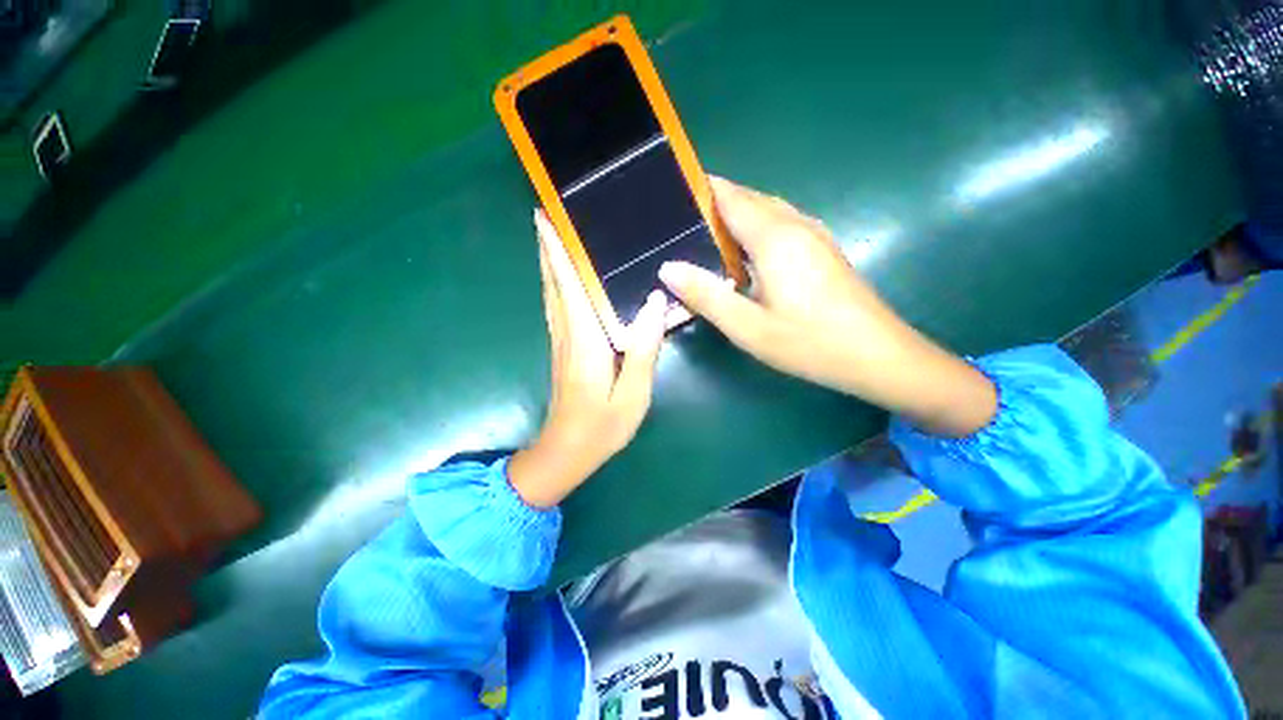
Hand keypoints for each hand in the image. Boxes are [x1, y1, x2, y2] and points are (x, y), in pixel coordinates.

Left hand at [508, 211, 668, 507]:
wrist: (567, 451)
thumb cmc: (602, 426)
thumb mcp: (633, 393)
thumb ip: (644, 348)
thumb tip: (655, 302)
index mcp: (585, 340)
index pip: (569, 285)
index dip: (558, 250)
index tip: (546, 218)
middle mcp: (567, 334)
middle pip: (553, 283)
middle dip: (548, 248)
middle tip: (546, 214)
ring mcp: (561, 342)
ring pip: (550, 294)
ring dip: (548, 264)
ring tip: (550, 237)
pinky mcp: (562, 350)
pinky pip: (555, 308)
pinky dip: (554, 286)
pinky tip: (559, 280)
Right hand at [658, 177, 995, 436]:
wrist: (877, 356)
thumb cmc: (809, 343)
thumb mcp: (747, 326)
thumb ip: (705, 295)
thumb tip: (667, 267)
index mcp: (773, 237)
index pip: (729, 196)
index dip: (699, 190)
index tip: (669, 196)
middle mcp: (795, 224)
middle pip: (747, 198)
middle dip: (712, 204)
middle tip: (678, 224)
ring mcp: (813, 234)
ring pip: (765, 210)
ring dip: (734, 217)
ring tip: (703, 237)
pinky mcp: (821, 249)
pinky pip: (780, 225)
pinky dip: (754, 229)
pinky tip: (744, 255)